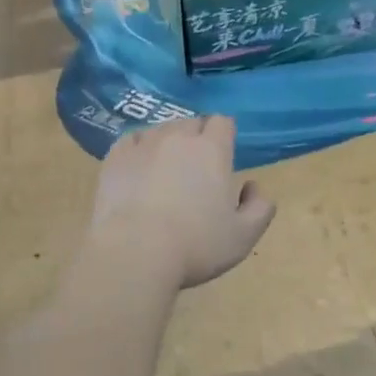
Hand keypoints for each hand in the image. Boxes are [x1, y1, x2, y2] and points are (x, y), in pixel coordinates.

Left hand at [89, 116, 276, 288]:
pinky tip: (139, 168)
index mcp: (212, 150)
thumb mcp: (244, 236)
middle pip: (191, 123)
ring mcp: (142, 145)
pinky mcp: (114, 158)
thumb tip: (253, 187)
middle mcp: (177, 138)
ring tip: (166, 169)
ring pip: (160, 130)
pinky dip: (139, 149)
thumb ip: (260, 208)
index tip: (223, 156)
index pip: (222, 122)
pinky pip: (131, 141)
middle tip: (197, 168)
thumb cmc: (196, 246)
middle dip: (197, 138)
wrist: (134, 253)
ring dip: (168, 143)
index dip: (224, 135)